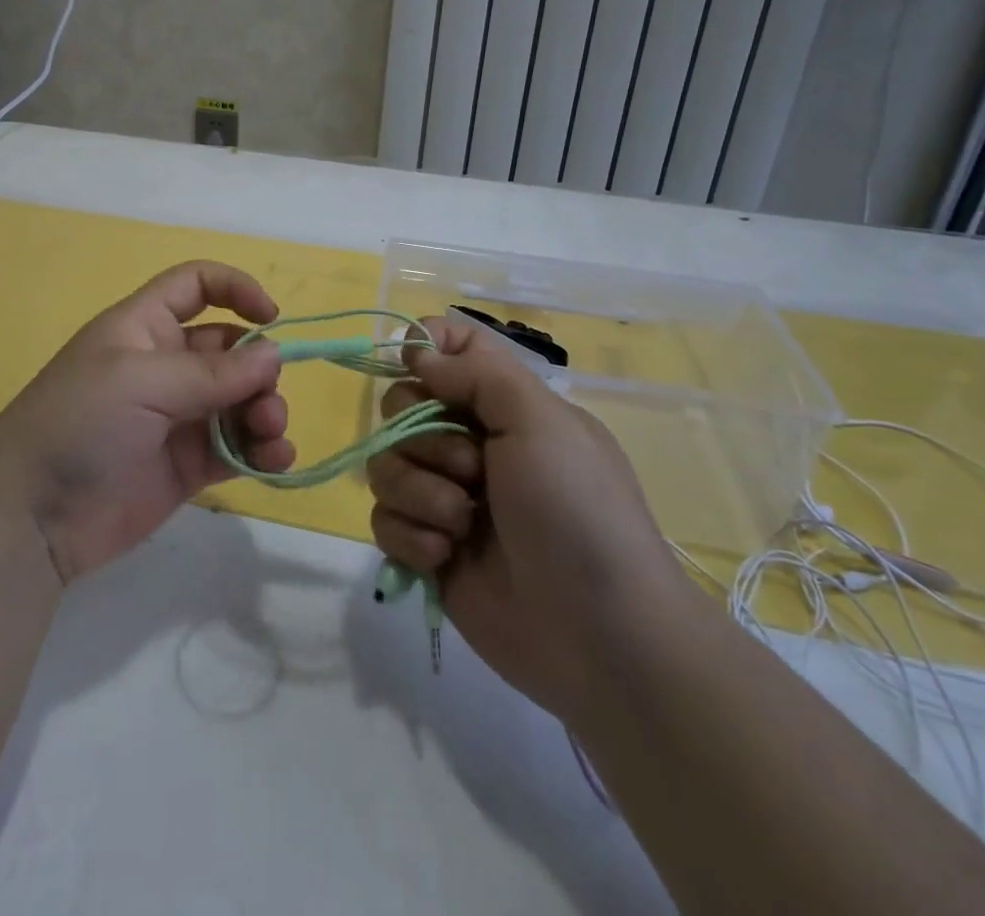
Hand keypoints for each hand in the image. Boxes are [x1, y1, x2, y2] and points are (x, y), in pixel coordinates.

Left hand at [0, 261, 294, 583]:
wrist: (31, 517)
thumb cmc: (79, 424)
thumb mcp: (141, 381)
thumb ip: (212, 371)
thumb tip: (274, 355)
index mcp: (145, 328)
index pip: (196, 286)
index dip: (236, 289)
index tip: (272, 318)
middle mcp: (166, 365)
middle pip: (231, 349)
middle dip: (260, 369)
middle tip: (266, 404)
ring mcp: (178, 416)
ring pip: (241, 400)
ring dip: (266, 411)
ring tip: (270, 436)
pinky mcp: (188, 465)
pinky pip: (238, 447)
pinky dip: (263, 451)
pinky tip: (277, 462)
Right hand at [367, 315, 686, 711]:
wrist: (600, 636)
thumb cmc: (577, 511)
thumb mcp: (541, 422)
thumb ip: (476, 371)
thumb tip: (416, 351)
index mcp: (504, 406)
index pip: (450, 348)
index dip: (425, 348)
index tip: (417, 367)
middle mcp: (471, 443)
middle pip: (400, 406)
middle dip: (423, 438)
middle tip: (471, 471)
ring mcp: (446, 497)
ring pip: (386, 464)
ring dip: (419, 493)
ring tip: (460, 525)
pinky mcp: (428, 548)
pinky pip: (384, 519)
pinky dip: (410, 536)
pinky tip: (445, 557)